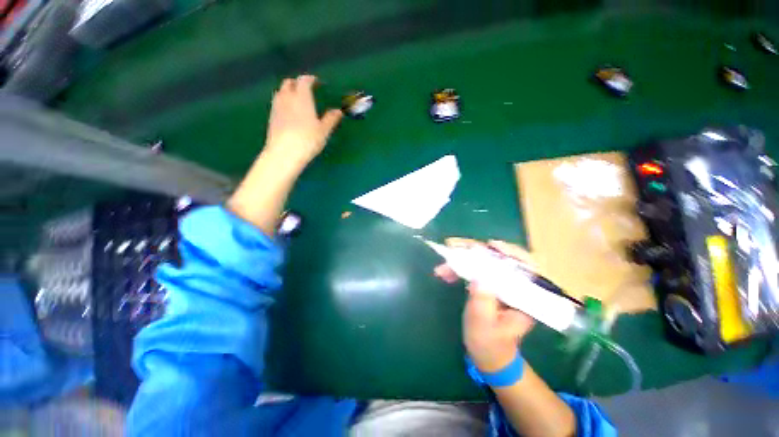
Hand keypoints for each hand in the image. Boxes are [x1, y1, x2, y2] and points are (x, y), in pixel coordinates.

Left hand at [264, 74, 342, 167]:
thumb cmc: (308, 140)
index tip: (317, 82)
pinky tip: (289, 112)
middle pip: (289, 83)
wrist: (285, 153)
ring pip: (281, 92)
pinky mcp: (271, 117)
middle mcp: (287, 97)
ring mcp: (277, 106)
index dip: (310, 79)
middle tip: (306, 90)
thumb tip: (338, 111)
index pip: (304, 80)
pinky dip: (284, 102)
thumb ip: (331, 119)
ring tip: (297, 100)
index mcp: (302, 97)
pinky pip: (277, 102)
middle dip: (297, 83)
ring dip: (288, 91)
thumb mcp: (323, 130)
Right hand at [434, 238, 535, 372]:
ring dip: (464, 259)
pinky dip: (459, 268)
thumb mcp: (483, 325)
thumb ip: (482, 302)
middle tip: (457, 247)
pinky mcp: (488, 285)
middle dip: (478, 252)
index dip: (512, 253)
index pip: (527, 268)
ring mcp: (500, 284)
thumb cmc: (489, 345)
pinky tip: (446, 272)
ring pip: (485, 262)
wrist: (489, 356)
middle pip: (501, 259)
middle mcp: (514, 287)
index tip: (493, 246)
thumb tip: (479, 277)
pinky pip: (475, 270)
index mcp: (524, 298)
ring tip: (445, 262)